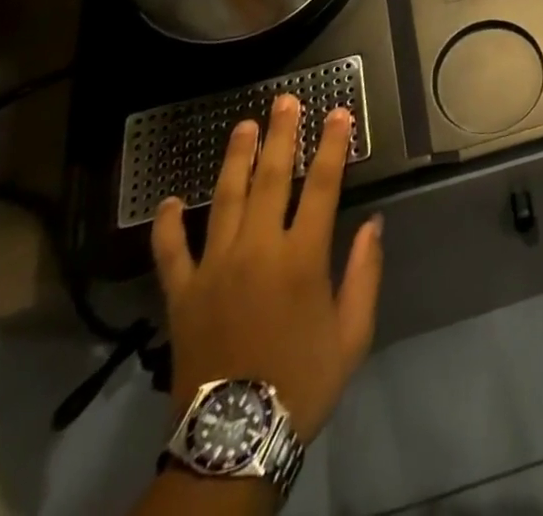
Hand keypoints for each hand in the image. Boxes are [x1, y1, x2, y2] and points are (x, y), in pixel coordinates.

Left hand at [151, 96, 383, 442]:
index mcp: (301, 258)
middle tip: (284, 101)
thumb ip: (365, 274)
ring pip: (224, 199)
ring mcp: (214, 268)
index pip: (321, 185)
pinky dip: (167, 225)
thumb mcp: (352, 334)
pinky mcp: (182, 294)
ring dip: (235, 158)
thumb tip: (374, 224)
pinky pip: (171, 252)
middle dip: (281, 135)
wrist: (233, 440)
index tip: (338, 113)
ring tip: (242, 125)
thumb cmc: (302, 382)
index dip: (331, 145)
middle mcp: (257, 250)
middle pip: (270, 178)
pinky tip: (169, 200)